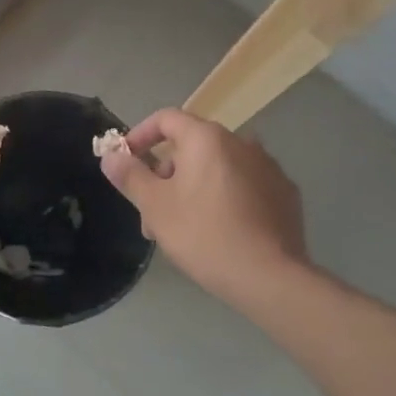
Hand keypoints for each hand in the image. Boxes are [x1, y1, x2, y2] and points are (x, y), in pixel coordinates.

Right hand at [99, 108, 308, 308]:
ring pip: (217, 168)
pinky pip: (243, 185)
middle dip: (165, 175)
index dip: (140, 135)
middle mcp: (241, 142)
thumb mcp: (155, 206)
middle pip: (191, 147)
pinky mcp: (285, 193)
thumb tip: (111, 156)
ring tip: (182, 227)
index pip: (166, 118)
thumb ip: (130, 175)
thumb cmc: (203, 234)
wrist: (270, 277)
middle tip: (151, 212)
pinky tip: (219, 230)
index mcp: (207, 138)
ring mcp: (268, 167)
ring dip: (193, 188)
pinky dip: (224, 198)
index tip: (126, 161)